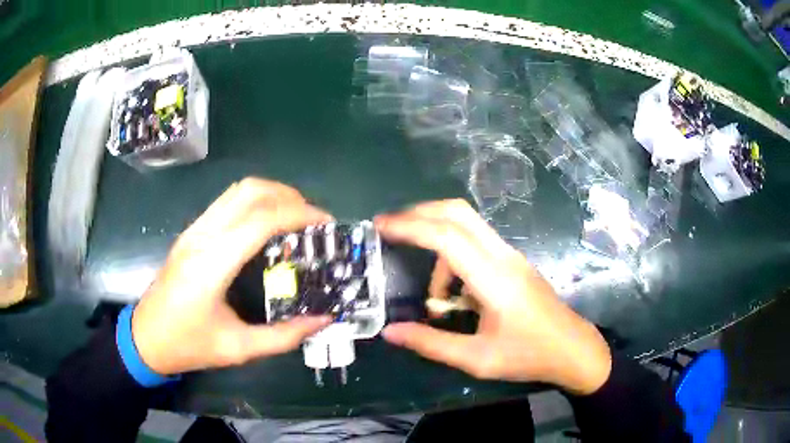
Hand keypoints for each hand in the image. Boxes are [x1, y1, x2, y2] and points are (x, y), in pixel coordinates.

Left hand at [132, 178, 332, 374]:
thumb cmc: (188, 345)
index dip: (298, 214)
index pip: (260, 221)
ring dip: (271, 194)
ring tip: (296, 217)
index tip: (325, 223)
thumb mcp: (238, 349)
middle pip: (249, 191)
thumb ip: (284, 336)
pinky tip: (267, 225)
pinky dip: (255, 202)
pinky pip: (227, 202)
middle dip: (288, 196)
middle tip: (313, 219)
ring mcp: (193, 231)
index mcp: (211, 265)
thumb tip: (323, 318)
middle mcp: (201, 237)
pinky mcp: (191, 233)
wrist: (145, 338)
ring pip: (237, 191)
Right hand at [375, 199, 611, 394]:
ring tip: (434, 295)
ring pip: (467, 226)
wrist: (573, 349)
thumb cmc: (529, 356)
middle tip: (391, 230)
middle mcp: (503, 256)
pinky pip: (477, 244)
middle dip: (420, 214)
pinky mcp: (514, 262)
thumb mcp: (477, 359)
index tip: (380, 226)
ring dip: (438, 245)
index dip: (409, 226)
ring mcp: (511, 256)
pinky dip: (454, 257)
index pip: (446, 237)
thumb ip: (431, 344)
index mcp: (494, 278)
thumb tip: (390, 332)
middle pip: (458, 212)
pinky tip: (455, 295)